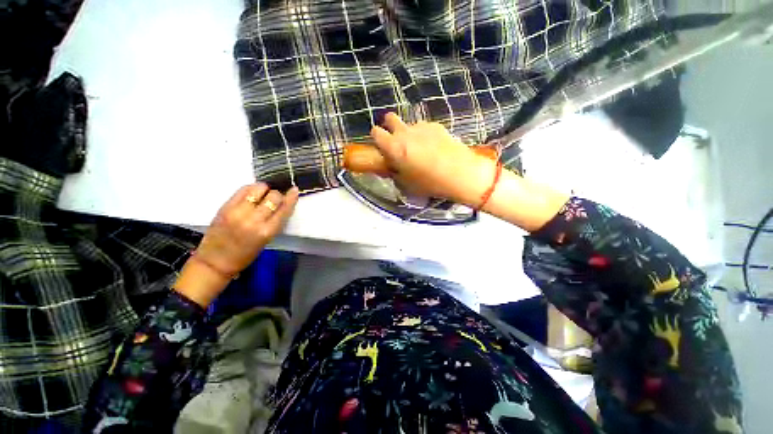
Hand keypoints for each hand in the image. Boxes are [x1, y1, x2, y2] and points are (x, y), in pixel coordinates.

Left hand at [173, 183, 298, 306]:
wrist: (215, 261)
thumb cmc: (245, 255)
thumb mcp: (267, 239)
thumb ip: (275, 221)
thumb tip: (282, 203)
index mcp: (267, 231)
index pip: (284, 209)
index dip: (291, 197)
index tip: (294, 190)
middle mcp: (254, 220)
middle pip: (273, 196)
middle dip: (277, 195)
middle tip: (275, 199)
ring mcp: (238, 212)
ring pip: (258, 188)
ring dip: (265, 189)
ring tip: (263, 194)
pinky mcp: (225, 207)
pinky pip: (243, 190)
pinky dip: (252, 189)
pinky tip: (252, 194)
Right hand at [370, 113, 495, 205]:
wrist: (459, 173)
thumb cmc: (429, 182)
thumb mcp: (405, 183)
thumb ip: (394, 171)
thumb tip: (390, 165)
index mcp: (393, 147)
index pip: (376, 132)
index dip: (377, 138)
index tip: (381, 146)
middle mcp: (404, 132)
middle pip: (390, 117)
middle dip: (389, 125)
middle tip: (396, 140)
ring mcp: (421, 126)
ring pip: (409, 124)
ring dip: (409, 132)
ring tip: (419, 147)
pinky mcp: (436, 125)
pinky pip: (424, 127)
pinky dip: (424, 134)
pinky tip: (433, 146)